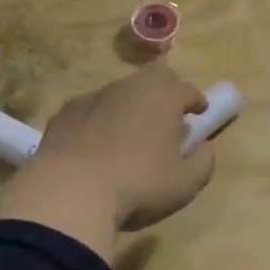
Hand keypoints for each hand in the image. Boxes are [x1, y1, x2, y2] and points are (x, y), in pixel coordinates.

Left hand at [0, 63, 216, 262]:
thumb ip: (203, 162)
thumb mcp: (184, 184)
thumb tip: (204, 147)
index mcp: (163, 98)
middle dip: (166, 90)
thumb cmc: (137, 185)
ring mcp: (94, 97)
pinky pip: (91, 109)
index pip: (187, 89)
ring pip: (120, 91)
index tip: (199, 112)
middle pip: (154, 77)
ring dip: (131, 105)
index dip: (196, 99)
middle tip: (168, 114)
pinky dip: (99, 119)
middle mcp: (130, 87)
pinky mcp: (65, 112)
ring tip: (131, 132)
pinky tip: (96, 143)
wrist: (69, 192)